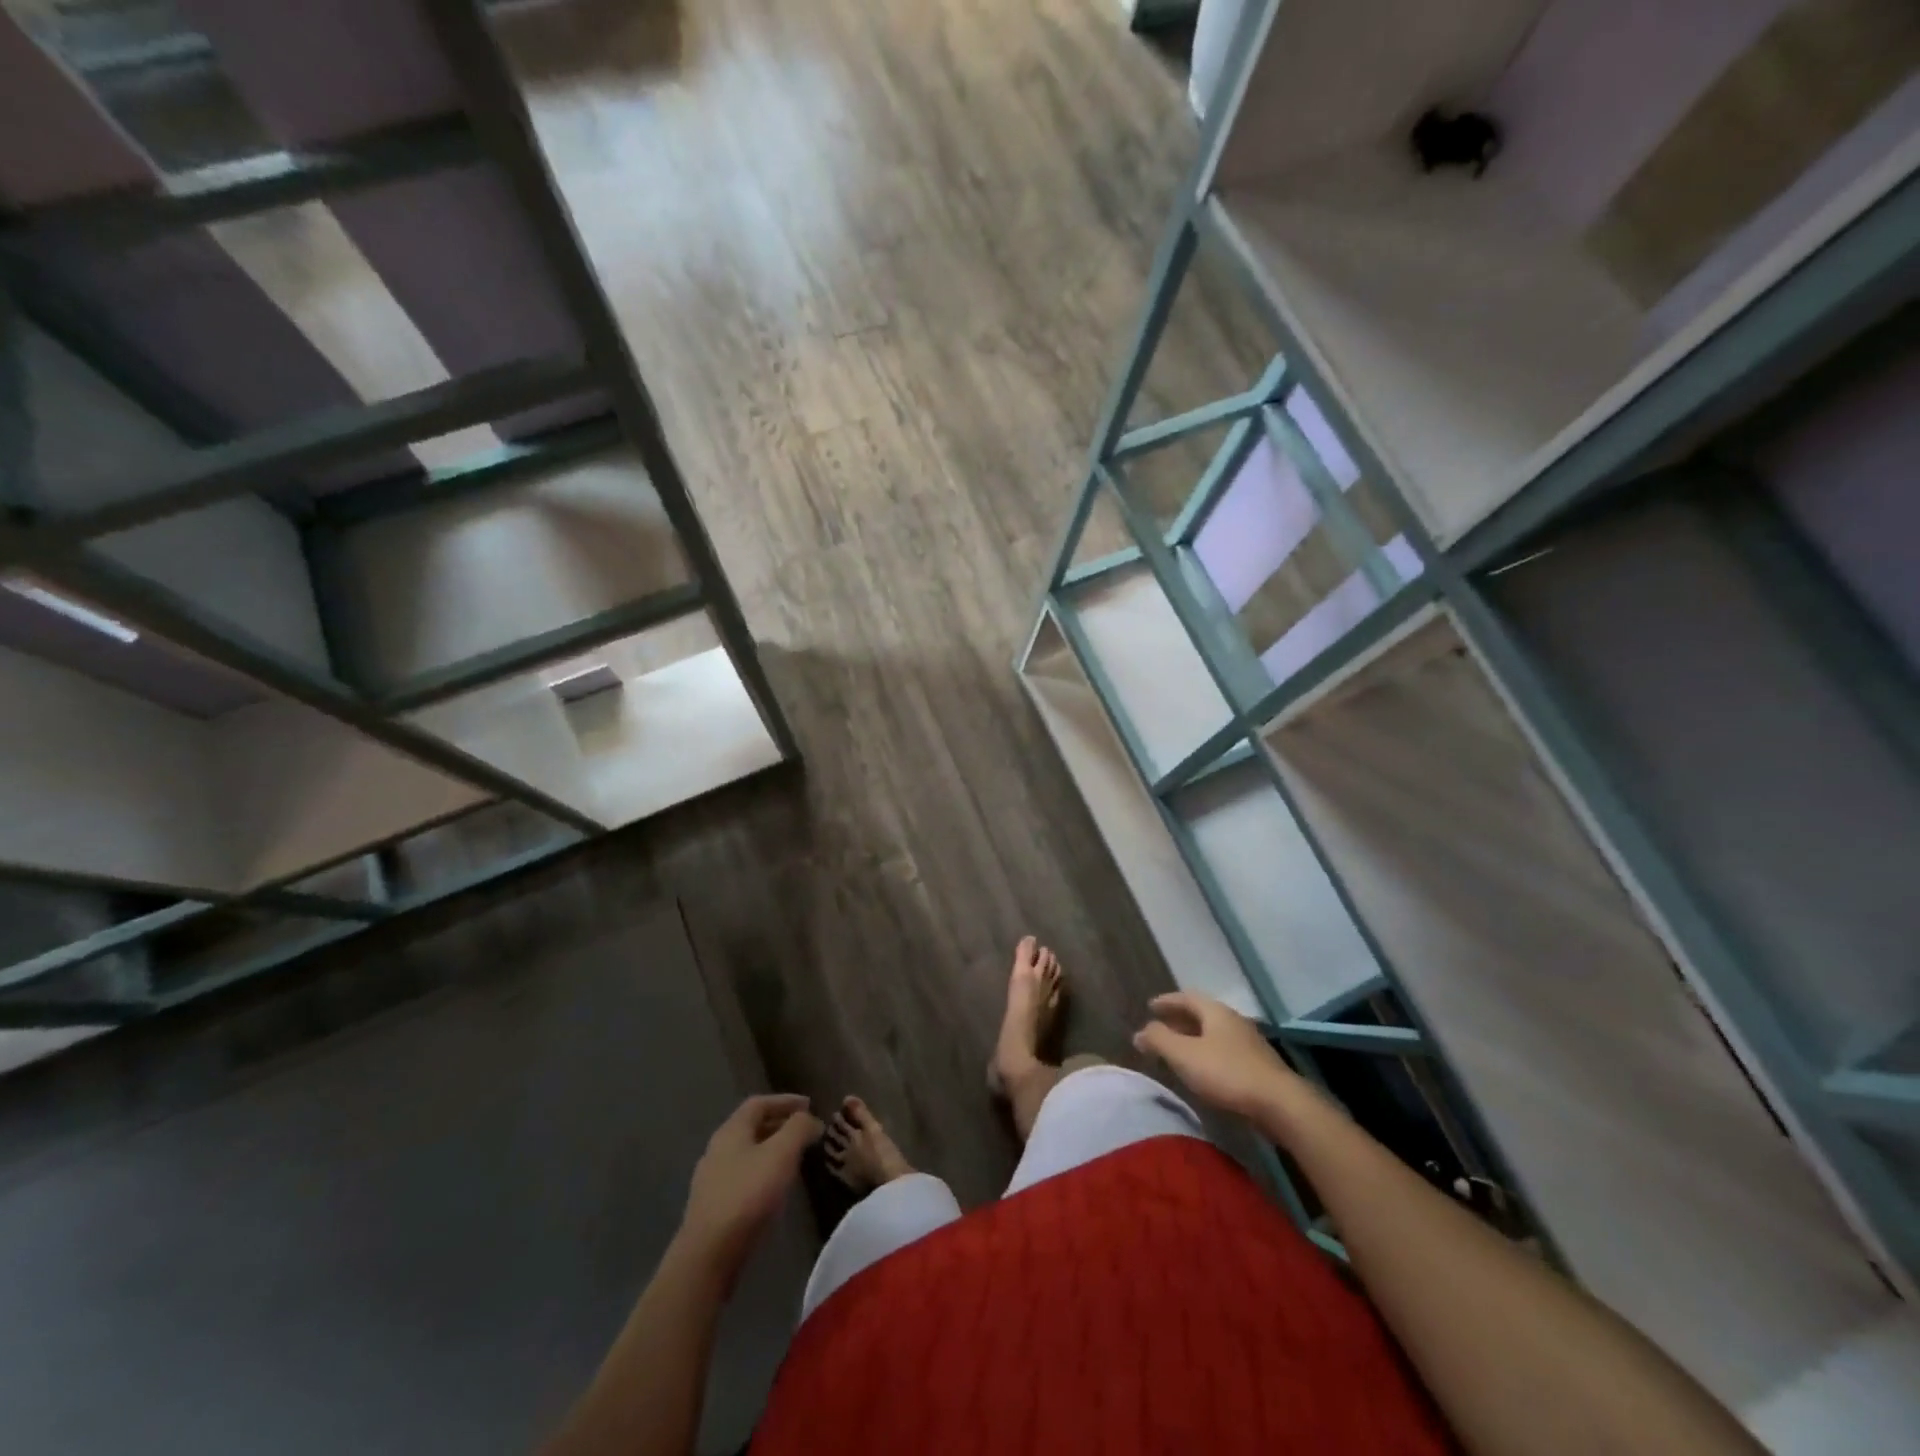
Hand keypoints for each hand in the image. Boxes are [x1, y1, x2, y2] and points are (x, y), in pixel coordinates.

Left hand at [679, 1094, 821, 1278]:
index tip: (809, 1105)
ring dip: (771, 1150)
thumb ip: (798, 1128)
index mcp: (731, 1131)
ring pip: (746, 1154)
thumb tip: (810, 1119)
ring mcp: (711, 1180)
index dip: (786, 1100)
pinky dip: (762, 1173)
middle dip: (780, 1125)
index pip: (759, 1103)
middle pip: (751, 1127)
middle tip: (804, 1131)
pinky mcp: (712, 1207)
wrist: (708, 1256)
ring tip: (794, 1159)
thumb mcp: (782, 1153)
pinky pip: (742, 1177)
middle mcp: (717, 1149)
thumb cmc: (748, 1195)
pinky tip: (774, 1189)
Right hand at [1134, 991, 1299, 1119]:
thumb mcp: (1184, 1055)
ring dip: (1193, 1039)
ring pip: (1214, 1035)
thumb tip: (1139, 1032)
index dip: (1167, 1001)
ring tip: (1177, 1051)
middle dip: (1179, 1020)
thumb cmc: (1227, 1073)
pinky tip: (1202, 1071)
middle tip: (1160, 1028)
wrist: (1280, 1105)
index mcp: (1216, 1012)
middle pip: (1202, 1015)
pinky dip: (1207, 1055)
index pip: (1187, 997)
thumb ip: (1159, 1039)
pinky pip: (1224, 1052)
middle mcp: (1234, 1021)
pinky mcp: (1258, 1067)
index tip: (1150, 1007)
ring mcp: (1249, 1044)